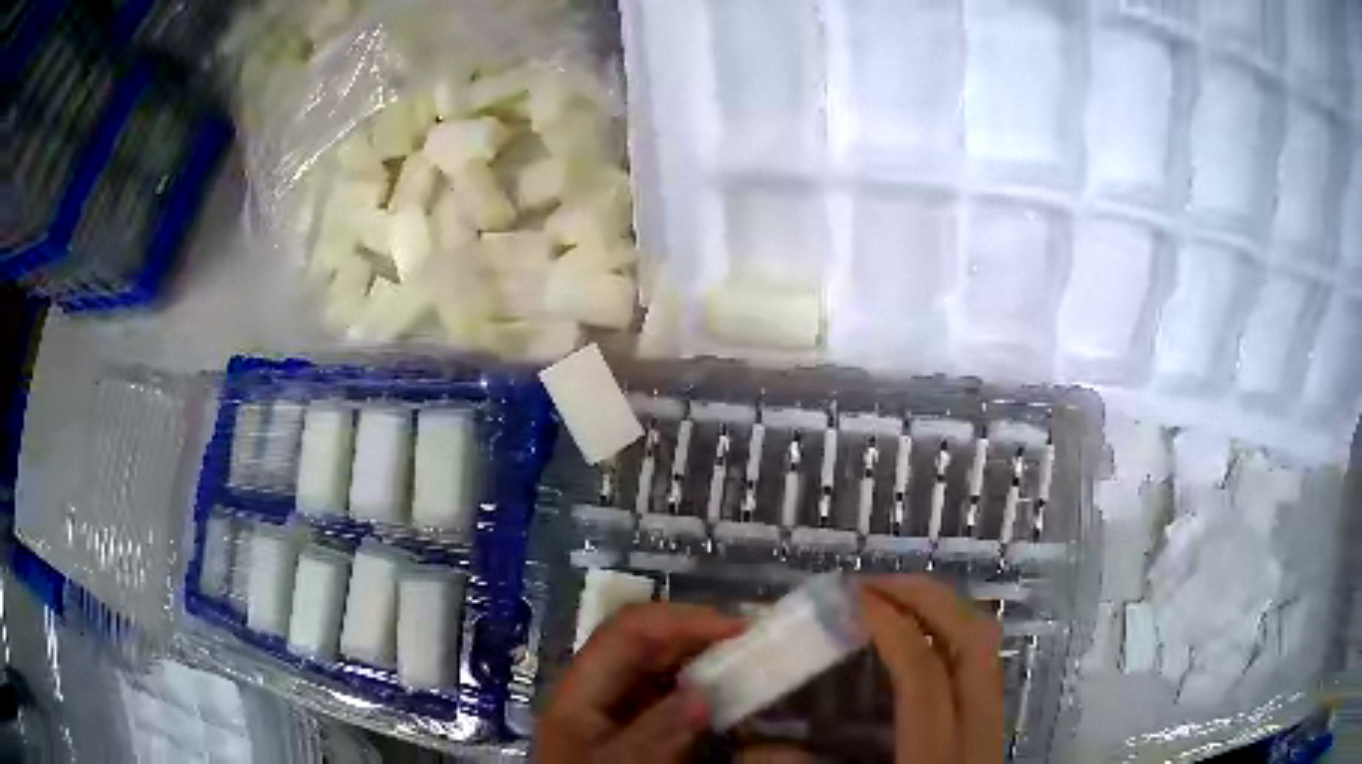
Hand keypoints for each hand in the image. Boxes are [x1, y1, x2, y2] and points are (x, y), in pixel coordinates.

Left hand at [536, 602, 744, 763]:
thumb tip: (703, 694)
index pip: (627, 631)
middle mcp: (598, 691)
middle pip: (647, 644)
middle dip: (701, 636)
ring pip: (663, 669)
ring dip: (706, 661)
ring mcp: (617, 710)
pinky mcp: (636, 730)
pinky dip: (705, 692)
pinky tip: (733, 699)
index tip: (740, 629)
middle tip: (758, 643)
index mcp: (580, 693)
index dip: (682, 620)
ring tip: (753, 664)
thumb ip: (654, 734)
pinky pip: (673, 698)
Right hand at [860, 576, 1005, 763]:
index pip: (924, 672)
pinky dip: (954, 636)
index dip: (892, 627)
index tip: (855, 597)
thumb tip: (768, 745)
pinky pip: (983, 663)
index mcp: (939, 753)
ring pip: (986, 646)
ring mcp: (994, 725)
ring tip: (898, 599)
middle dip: (928, 597)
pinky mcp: (995, 727)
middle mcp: (979, 729)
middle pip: (973, 639)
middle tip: (878, 583)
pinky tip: (922, 643)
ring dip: (944, 610)